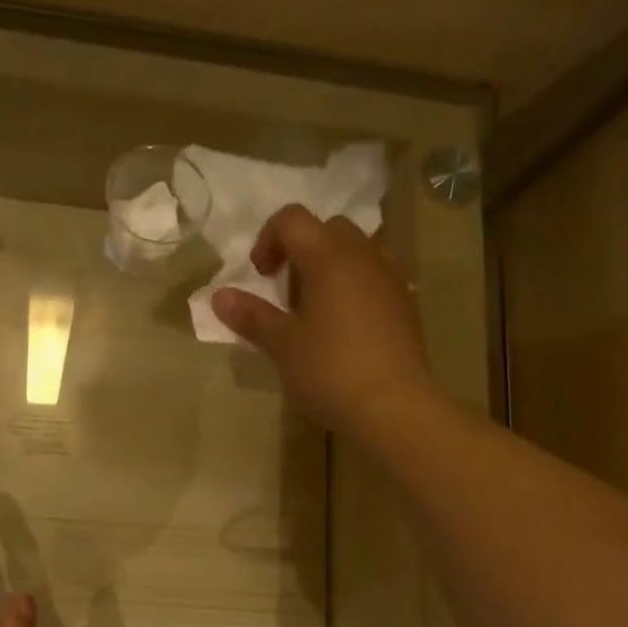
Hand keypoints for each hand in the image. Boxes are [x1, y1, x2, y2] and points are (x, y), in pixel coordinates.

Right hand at [210, 204, 432, 437]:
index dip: (267, 240)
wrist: (394, 406)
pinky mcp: (407, 302)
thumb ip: (251, 315)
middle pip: (327, 229)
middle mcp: (364, 254)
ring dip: (331, 268)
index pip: (291, 219)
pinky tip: (347, 328)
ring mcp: (391, 276)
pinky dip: (355, 286)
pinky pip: (376, 276)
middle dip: (301, 252)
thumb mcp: (281, 345)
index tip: (261, 277)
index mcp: (328, 255)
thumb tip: (220, 296)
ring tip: (318, 312)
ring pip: (356, 251)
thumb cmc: (329, 370)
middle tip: (289, 297)